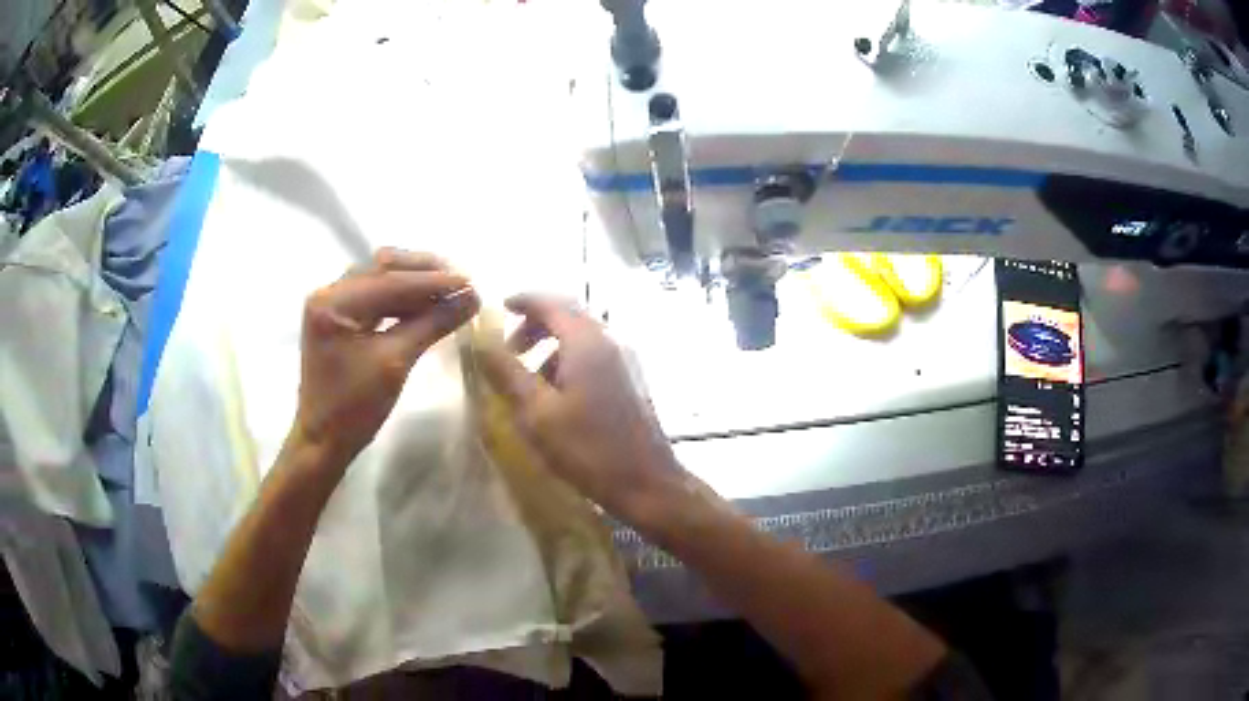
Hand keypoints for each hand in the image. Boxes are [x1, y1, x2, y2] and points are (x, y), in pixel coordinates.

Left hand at [294, 248, 479, 462]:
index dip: (433, 281)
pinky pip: (375, 297)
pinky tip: (426, 305)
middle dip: (424, 273)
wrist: (324, 441)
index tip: (470, 283)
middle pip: (383, 268)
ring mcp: (332, 304)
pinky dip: (402, 299)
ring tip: (450, 292)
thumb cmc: (354, 407)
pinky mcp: (339, 318)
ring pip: (381, 279)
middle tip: (461, 282)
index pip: (390, 281)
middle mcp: (329, 293)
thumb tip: (472, 298)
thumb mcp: (395, 362)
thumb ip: (432, 324)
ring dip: (415, 283)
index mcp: (334, 302)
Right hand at [476, 295, 679, 518]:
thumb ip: (506, 373)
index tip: (500, 307)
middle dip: (535, 325)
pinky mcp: (631, 381)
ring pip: (581, 338)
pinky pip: (594, 357)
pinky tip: (557, 396)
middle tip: (509, 349)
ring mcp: (626, 361)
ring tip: (528, 379)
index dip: (523, 301)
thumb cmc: (588, 448)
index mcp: (587, 342)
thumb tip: (479, 342)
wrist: (647, 483)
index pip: (551, 303)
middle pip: (568, 316)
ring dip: (551, 347)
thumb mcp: (536, 412)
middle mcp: (610, 342)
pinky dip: (569, 362)